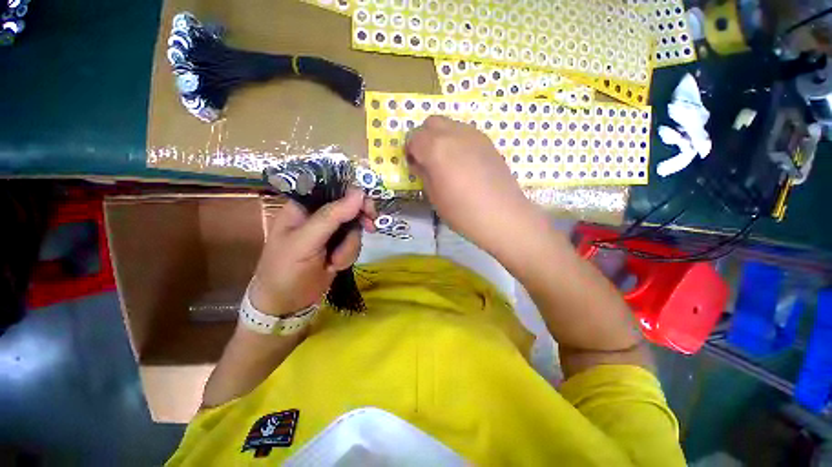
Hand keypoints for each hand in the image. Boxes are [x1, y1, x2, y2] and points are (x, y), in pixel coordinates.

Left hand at [248, 189, 375, 315]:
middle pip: (350, 207)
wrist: (286, 305)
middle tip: (370, 227)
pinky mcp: (338, 246)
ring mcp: (330, 232)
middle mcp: (318, 216)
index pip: (333, 189)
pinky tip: (335, 266)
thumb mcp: (305, 242)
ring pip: (355, 227)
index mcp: (303, 207)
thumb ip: (331, 217)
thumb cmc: (285, 271)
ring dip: (350, 246)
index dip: (353, 194)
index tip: (367, 207)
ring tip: (333, 261)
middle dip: (358, 221)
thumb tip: (360, 194)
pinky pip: (355, 243)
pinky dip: (349, 255)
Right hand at [405, 116, 546, 260]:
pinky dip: (457, 141)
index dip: (410, 151)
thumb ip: (424, 173)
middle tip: (427, 159)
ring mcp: (474, 135)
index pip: (414, 138)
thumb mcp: (434, 196)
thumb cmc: (462, 211)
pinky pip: (465, 133)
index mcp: (436, 148)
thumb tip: (420, 163)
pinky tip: (463, 162)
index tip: (414, 165)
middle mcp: (454, 133)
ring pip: (450, 124)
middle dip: (424, 138)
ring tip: (446, 161)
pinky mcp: (488, 142)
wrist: (501, 215)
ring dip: (441, 137)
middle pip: (431, 123)